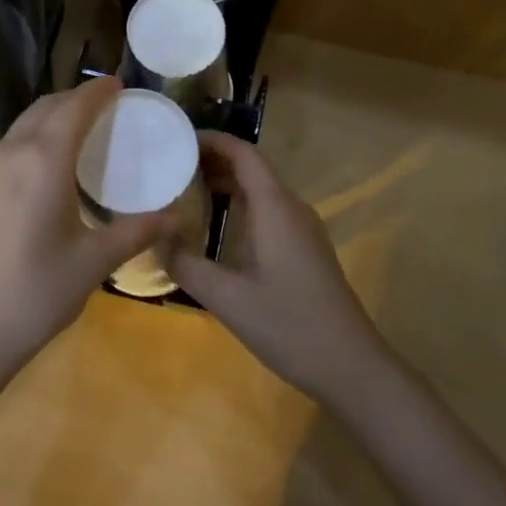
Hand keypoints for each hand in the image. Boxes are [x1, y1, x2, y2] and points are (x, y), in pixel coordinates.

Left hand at [0, 77, 174, 383]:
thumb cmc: (35, 296)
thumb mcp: (93, 263)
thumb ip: (136, 232)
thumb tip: (175, 217)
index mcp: (43, 161)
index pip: (74, 107)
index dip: (98, 92)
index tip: (118, 84)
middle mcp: (7, 153)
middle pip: (44, 109)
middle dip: (73, 101)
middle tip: (102, 109)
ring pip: (19, 128)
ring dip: (48, 121)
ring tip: (74, 138)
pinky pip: (3, 151)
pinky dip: (27, 144)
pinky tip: (38, 174)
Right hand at [165, 132, 390, 406]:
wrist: (351, 365)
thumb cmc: (289, 325)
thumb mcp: (227, 299)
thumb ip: (187, 265)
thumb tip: (155, 239)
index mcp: (275, 207)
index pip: (244, 154)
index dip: (212, 140)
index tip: (177, 139)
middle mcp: (291, 208)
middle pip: (252, 168)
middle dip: (213, 160)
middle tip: (170, 165)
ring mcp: (302, 228)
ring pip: (261, 189)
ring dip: (227, 183)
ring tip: (185, 190)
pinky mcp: (305, 247)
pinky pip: (269, 209)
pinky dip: (241, 204)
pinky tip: (218, 226)